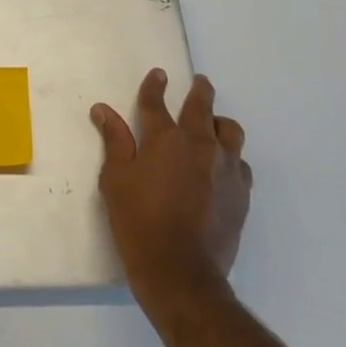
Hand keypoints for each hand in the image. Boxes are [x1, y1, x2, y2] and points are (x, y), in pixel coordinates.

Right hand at [91, 70, 250, 297]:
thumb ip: (114, 141)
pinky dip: (231, 157)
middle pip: (202, 105)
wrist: (181, 271)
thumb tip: (103, 110)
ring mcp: (225, 167)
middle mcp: (199, 144)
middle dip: (199, 90)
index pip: (156, 101)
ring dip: (219, 123)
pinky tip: (222, 167)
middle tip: (199, 83)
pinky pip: (241, 163)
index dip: (155, 86)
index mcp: (164, 138)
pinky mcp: (242, 191)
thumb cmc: (138, 222)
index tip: (158, 75)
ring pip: (230, 130)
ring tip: (212, 126)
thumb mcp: (116, 180)